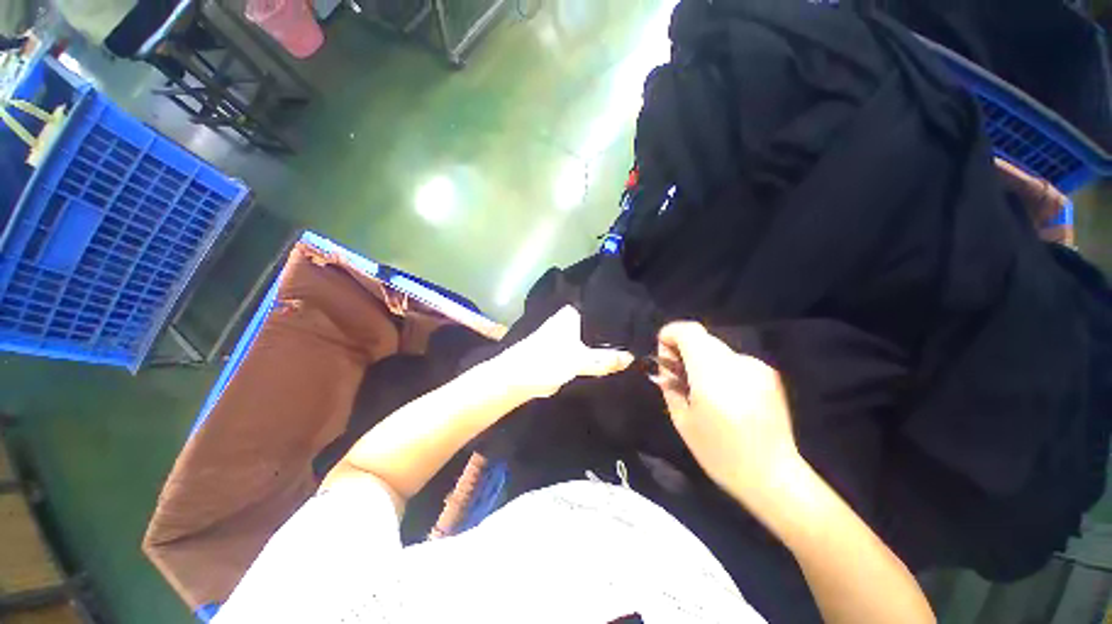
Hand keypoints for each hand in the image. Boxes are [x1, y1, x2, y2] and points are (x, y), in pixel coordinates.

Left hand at [493, 306, 633, 399]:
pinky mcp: (564, 347)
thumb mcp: (580, 361)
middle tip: (638, 340)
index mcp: (573, 313)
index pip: (603, 310)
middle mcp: (570, 318)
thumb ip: (606, 359)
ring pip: (593, 337)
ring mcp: (566, 333)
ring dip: (606, 344)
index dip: (621, 318)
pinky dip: (596, 353)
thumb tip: (632, 358)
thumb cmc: (547, 362)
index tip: (640, 325)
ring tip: (630, 349)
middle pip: (600, 324)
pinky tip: (611, 359)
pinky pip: (586, 347)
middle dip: (616, 333)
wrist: (517, 378)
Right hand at [653, 321, 802, 506]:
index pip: (688, 332)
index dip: (671, 335)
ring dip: (702, 360)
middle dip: (683, 349)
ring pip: (717, 349)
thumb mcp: (682, 421)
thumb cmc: (719, 454)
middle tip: (678, 375)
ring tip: (702, 389)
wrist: (773, 475)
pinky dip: (721, 368)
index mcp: (712, 376)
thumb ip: (669, 385)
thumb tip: (665, 366)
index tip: (664, 355)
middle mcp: (736, 363)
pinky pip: (733, 360)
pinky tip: (725, 395)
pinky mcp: (769, 374)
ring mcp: (756, 367)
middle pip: (701, 338)